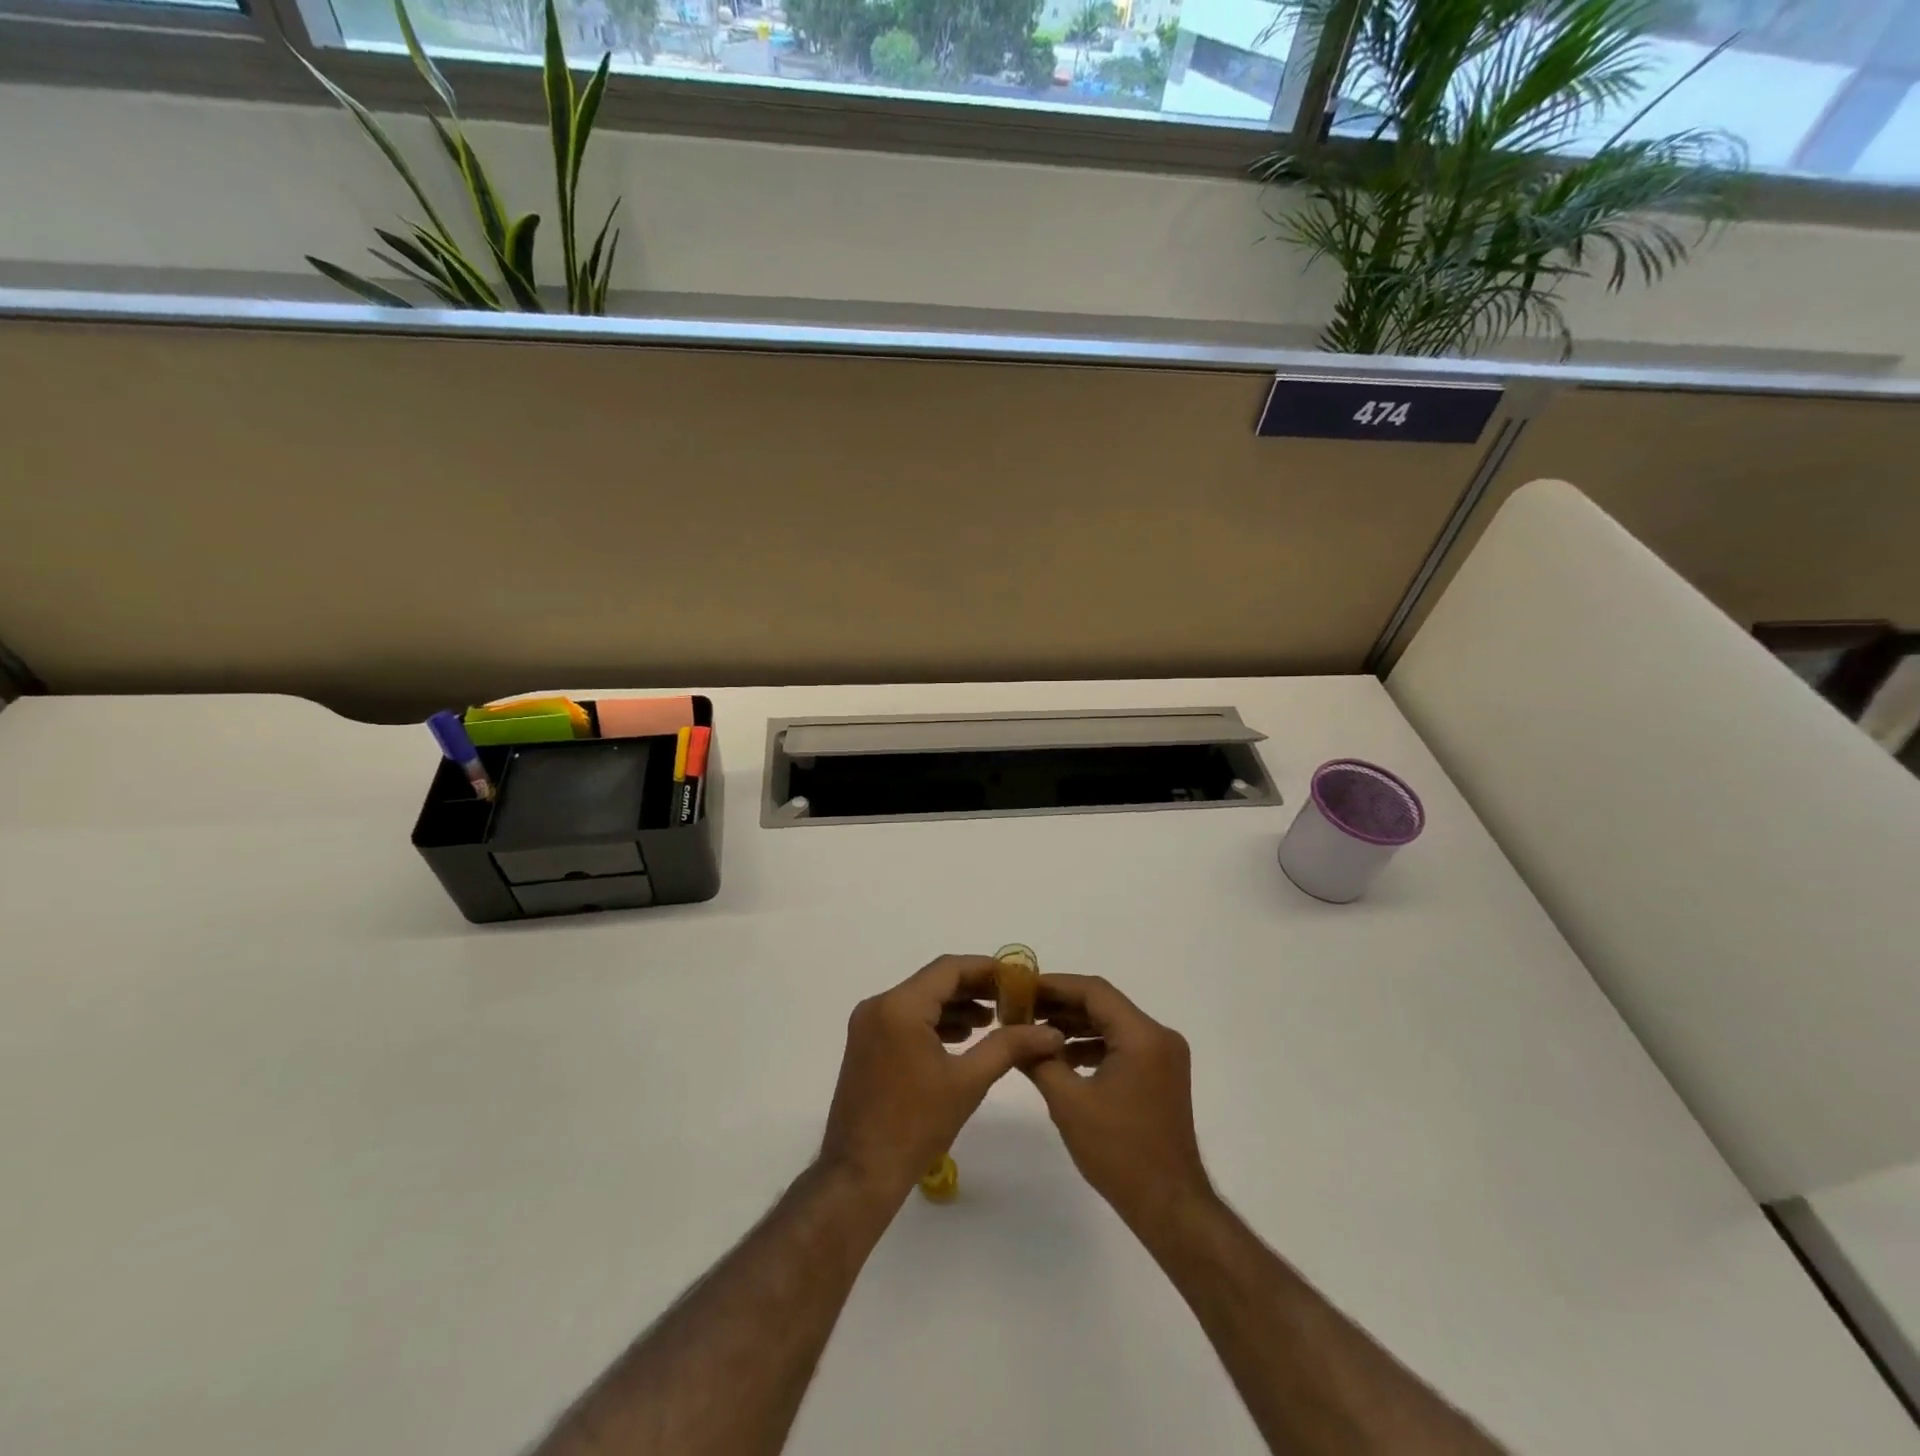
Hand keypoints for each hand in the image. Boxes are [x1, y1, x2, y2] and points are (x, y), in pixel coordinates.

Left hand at [819, 955, 1063, 1206]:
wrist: (860, 1173)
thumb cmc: (916, 1125)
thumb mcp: (968, 1082)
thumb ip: (1008, 1047)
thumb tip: (1051, 1033)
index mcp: (900, 1006)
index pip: (949, 969)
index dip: (986, 969)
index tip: (1018, 979)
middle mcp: (879, 1005)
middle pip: (934, 982)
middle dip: (974, 988)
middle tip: (1012, 1000)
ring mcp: (868, 1025)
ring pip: (920, 1000)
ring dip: (956, 1006)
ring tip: (994, 1021)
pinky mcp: (866, 1044)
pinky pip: (906, 1018)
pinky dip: (935, 1022)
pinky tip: (963, 1037)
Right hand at [1026, 974, 1213, 1237]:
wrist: (1169, 1206)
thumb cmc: (1119, 1152)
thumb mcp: (1069, 1103)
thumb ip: (1039, 1061)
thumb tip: (1013, 1035)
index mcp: (1143, 1035)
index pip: (1094, 991)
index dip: (1054, 985)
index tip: (1020, 988)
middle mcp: (1159, 1036)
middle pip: (1104, 1005)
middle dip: (1061, 1005)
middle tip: (1021, 1008)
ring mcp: (1164, 1056)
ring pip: (1112, 1024)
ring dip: (1075, 1026)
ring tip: (1034, 1031)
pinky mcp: (1161, 1075)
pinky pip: (1122, 1045)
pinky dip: (1092, 1046)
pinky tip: (1062, 1057)